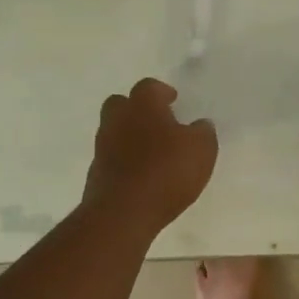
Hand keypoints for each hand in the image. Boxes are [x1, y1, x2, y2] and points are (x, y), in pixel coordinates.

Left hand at [82, 79, 217, 232]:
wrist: (123, 212)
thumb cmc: (167, 171)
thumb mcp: (202, 149)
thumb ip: (203, 132)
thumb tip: (200, 125)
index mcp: (143, 106)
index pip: (149, 86)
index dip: (162, 92)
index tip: (173, 101)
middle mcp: (117, 120)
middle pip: (121, 104)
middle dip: (138, 109)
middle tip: (158, 122)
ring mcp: (102, 147)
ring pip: (114, 131)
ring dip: (130, 136)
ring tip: (153, 152)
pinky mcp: (96, 173)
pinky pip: (111, 158)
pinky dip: (124, 161)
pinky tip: (141, 175)